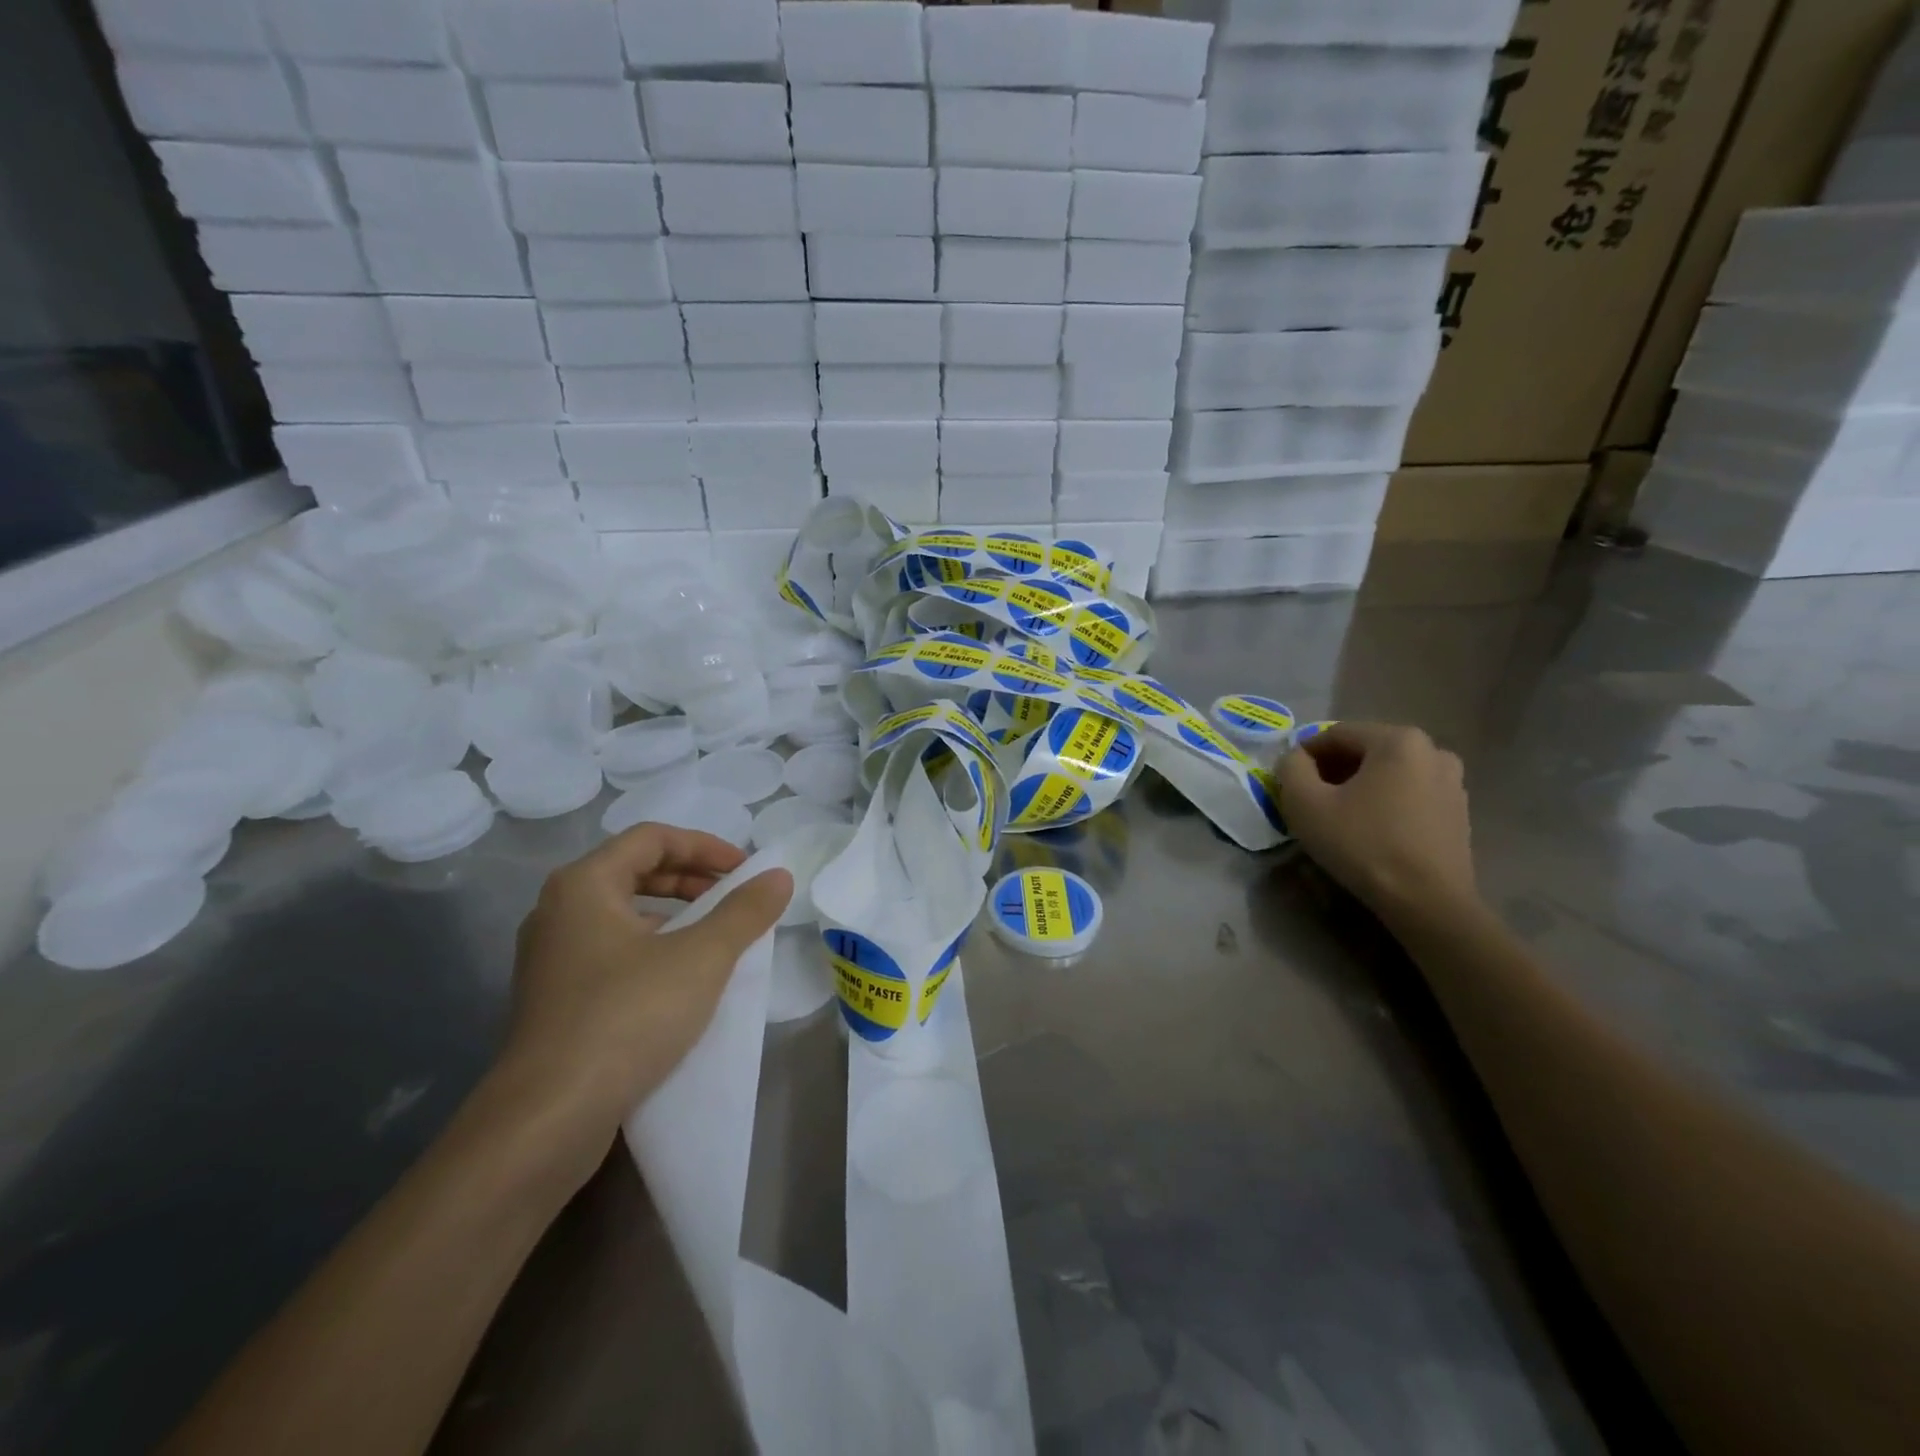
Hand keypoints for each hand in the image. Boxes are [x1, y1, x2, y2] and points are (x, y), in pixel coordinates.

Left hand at [491, 825, 792, 1174]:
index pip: (652, 838)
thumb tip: (779, 875)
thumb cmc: (628, 1016)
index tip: (745, 870)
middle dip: (691, 878)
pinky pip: (610, 949)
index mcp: (584, 884)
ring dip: (673, 913)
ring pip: (622, 912)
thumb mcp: (702, 957)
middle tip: (733, 896)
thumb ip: (744, 911)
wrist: (549, 1117)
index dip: (705, 846)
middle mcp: (558, 910)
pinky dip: (651, 946)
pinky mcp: (553, 997)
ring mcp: (550, 956)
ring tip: (713, 934)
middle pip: (634, 870)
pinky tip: (679, 977)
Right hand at [1274, 723, 1476, 922]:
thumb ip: (1291, 768)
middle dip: (1333, 770)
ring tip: (1339, 816)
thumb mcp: (1305, 803)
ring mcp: (1452, 782)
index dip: (1304, 755)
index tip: (1288, 782)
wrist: (1426, 902)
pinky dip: (1385, 803)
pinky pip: (1410, 794)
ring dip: (1360, 786)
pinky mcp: (1459, 812)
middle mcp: (1433, 750)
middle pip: (1365, 751)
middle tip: (1310, 799)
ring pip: (1389, 773)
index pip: (1335, 734)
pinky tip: (1370, 830)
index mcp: (1398, 740)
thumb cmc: (1362, 844)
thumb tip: (1296, 759)